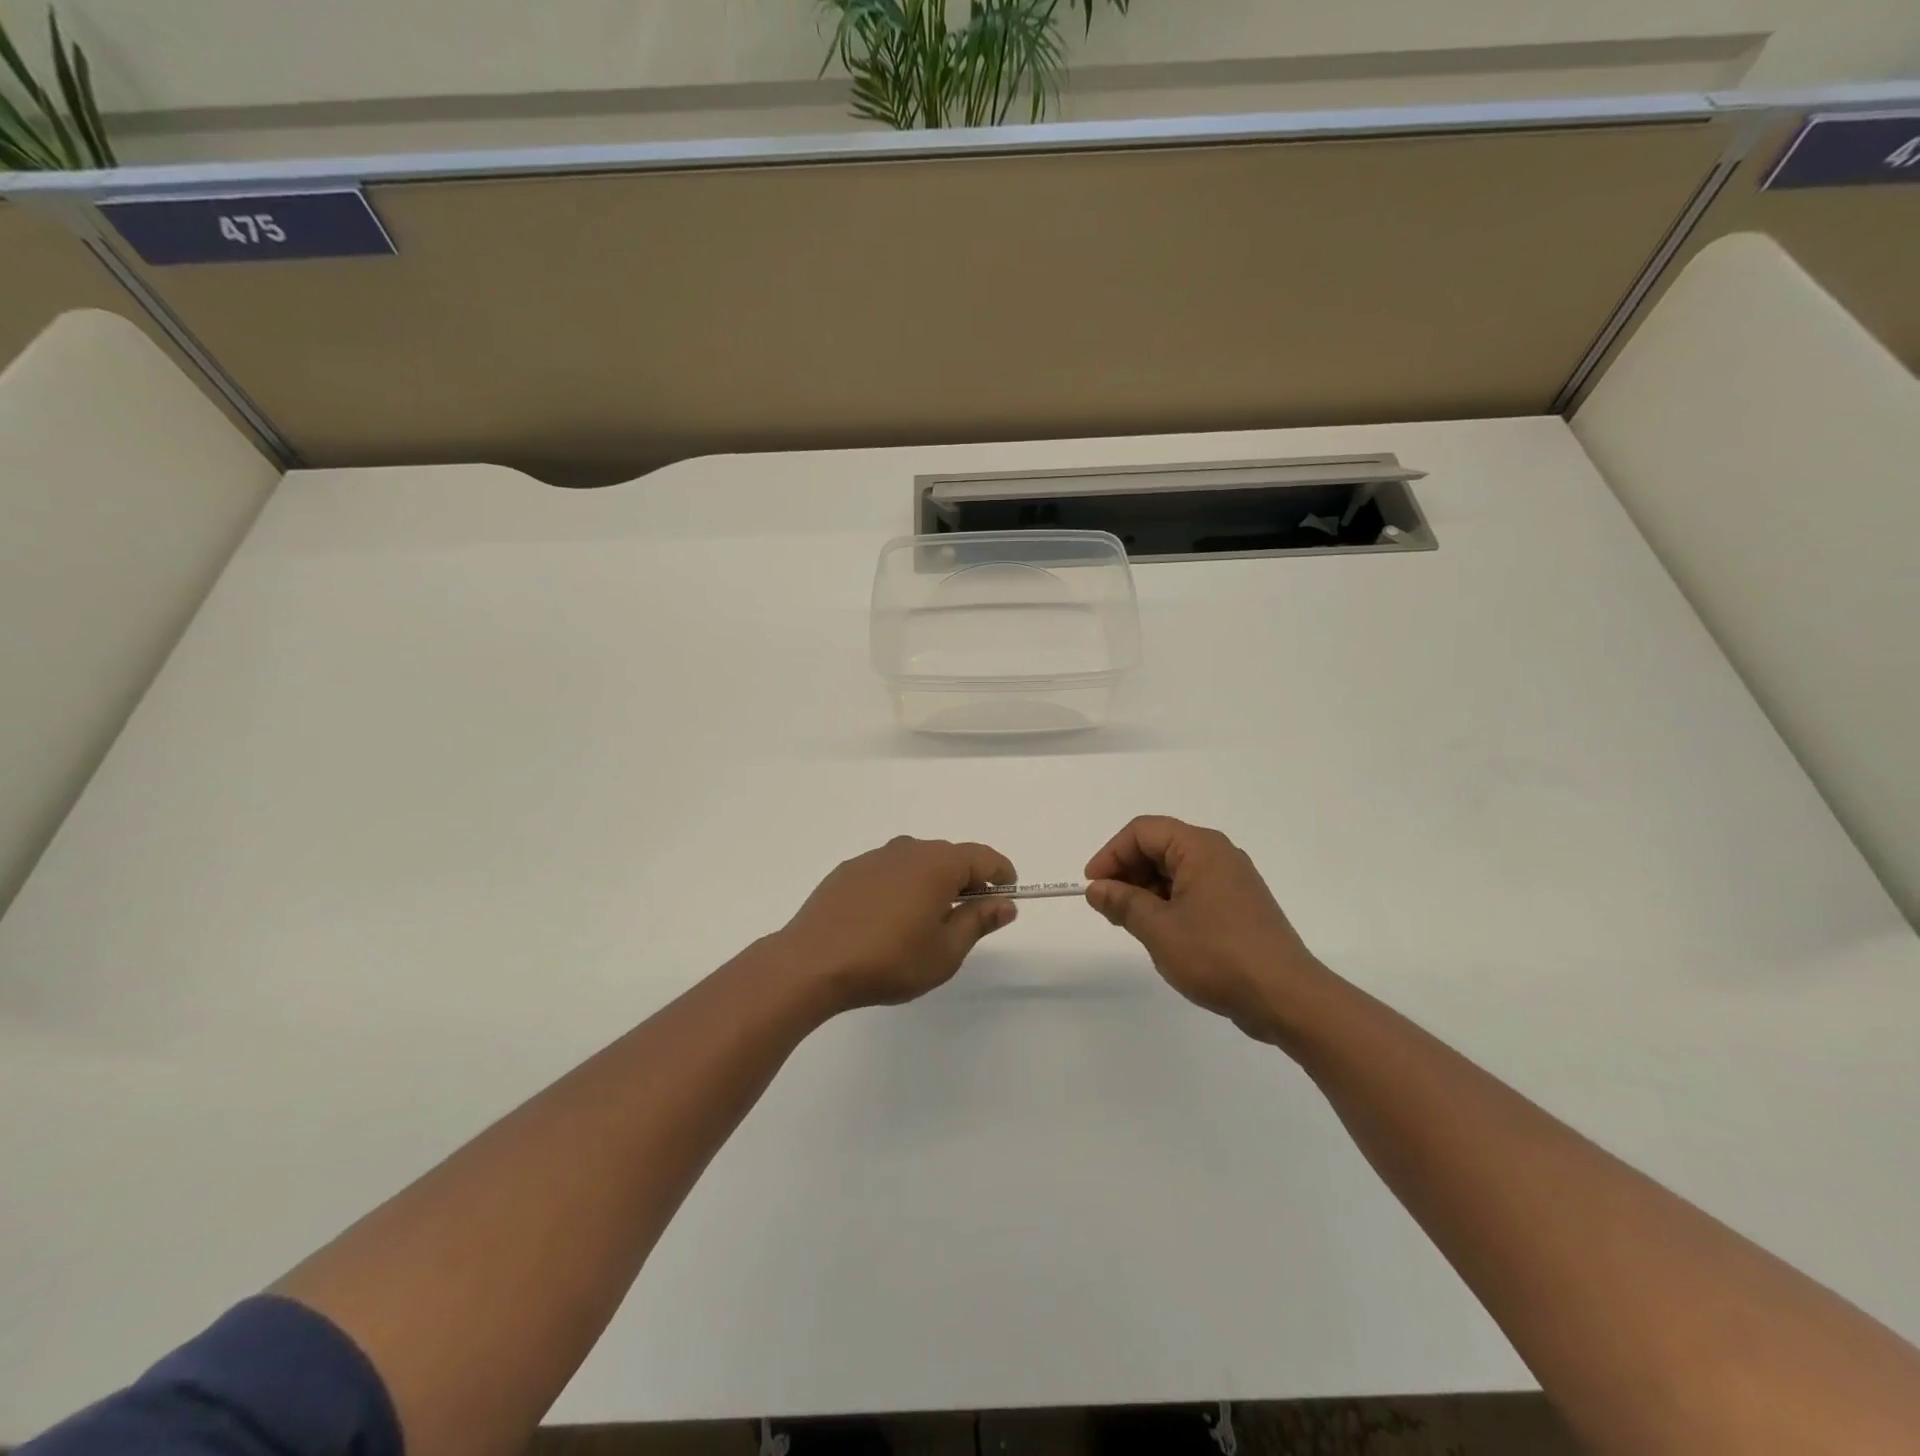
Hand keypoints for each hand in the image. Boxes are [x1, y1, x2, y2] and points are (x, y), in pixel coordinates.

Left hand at [778, 837, 1018, 1012]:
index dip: (1000, 872)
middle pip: (948, 856)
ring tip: (929, 917)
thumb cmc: (889, 960)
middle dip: (967, 878)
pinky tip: (890, 918)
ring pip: (916, 862)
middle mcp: (907, 850)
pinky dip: (901, 886)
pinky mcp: (847, 871)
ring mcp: (873, 858)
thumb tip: (1004, 903)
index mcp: (937, 864)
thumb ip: (978, 921)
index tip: (1009, 891)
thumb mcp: (945, 951)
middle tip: (971, 912)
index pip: (982, 856)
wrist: (812, 963)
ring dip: (931, 882)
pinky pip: (887, 872)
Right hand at [1085, 816, 1325, 1042]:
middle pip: (1159, 846)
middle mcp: (1219, 854)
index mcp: (1200, 848)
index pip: (1142, 831)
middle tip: (1108, 908)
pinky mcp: (1240, 906)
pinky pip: (1194, 890)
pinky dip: (1169, 903)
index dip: (1111, 854)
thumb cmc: (1217, 955)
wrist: (1286, 997)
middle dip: (1127, 872)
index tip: (1092, 886)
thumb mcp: (1158, 929)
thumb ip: (1122, 903)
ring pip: (1176, 870)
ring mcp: (1233, 880)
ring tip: (1130, 924)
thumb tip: (1097, 888)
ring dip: (1146, 890)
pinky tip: (1160, 933)